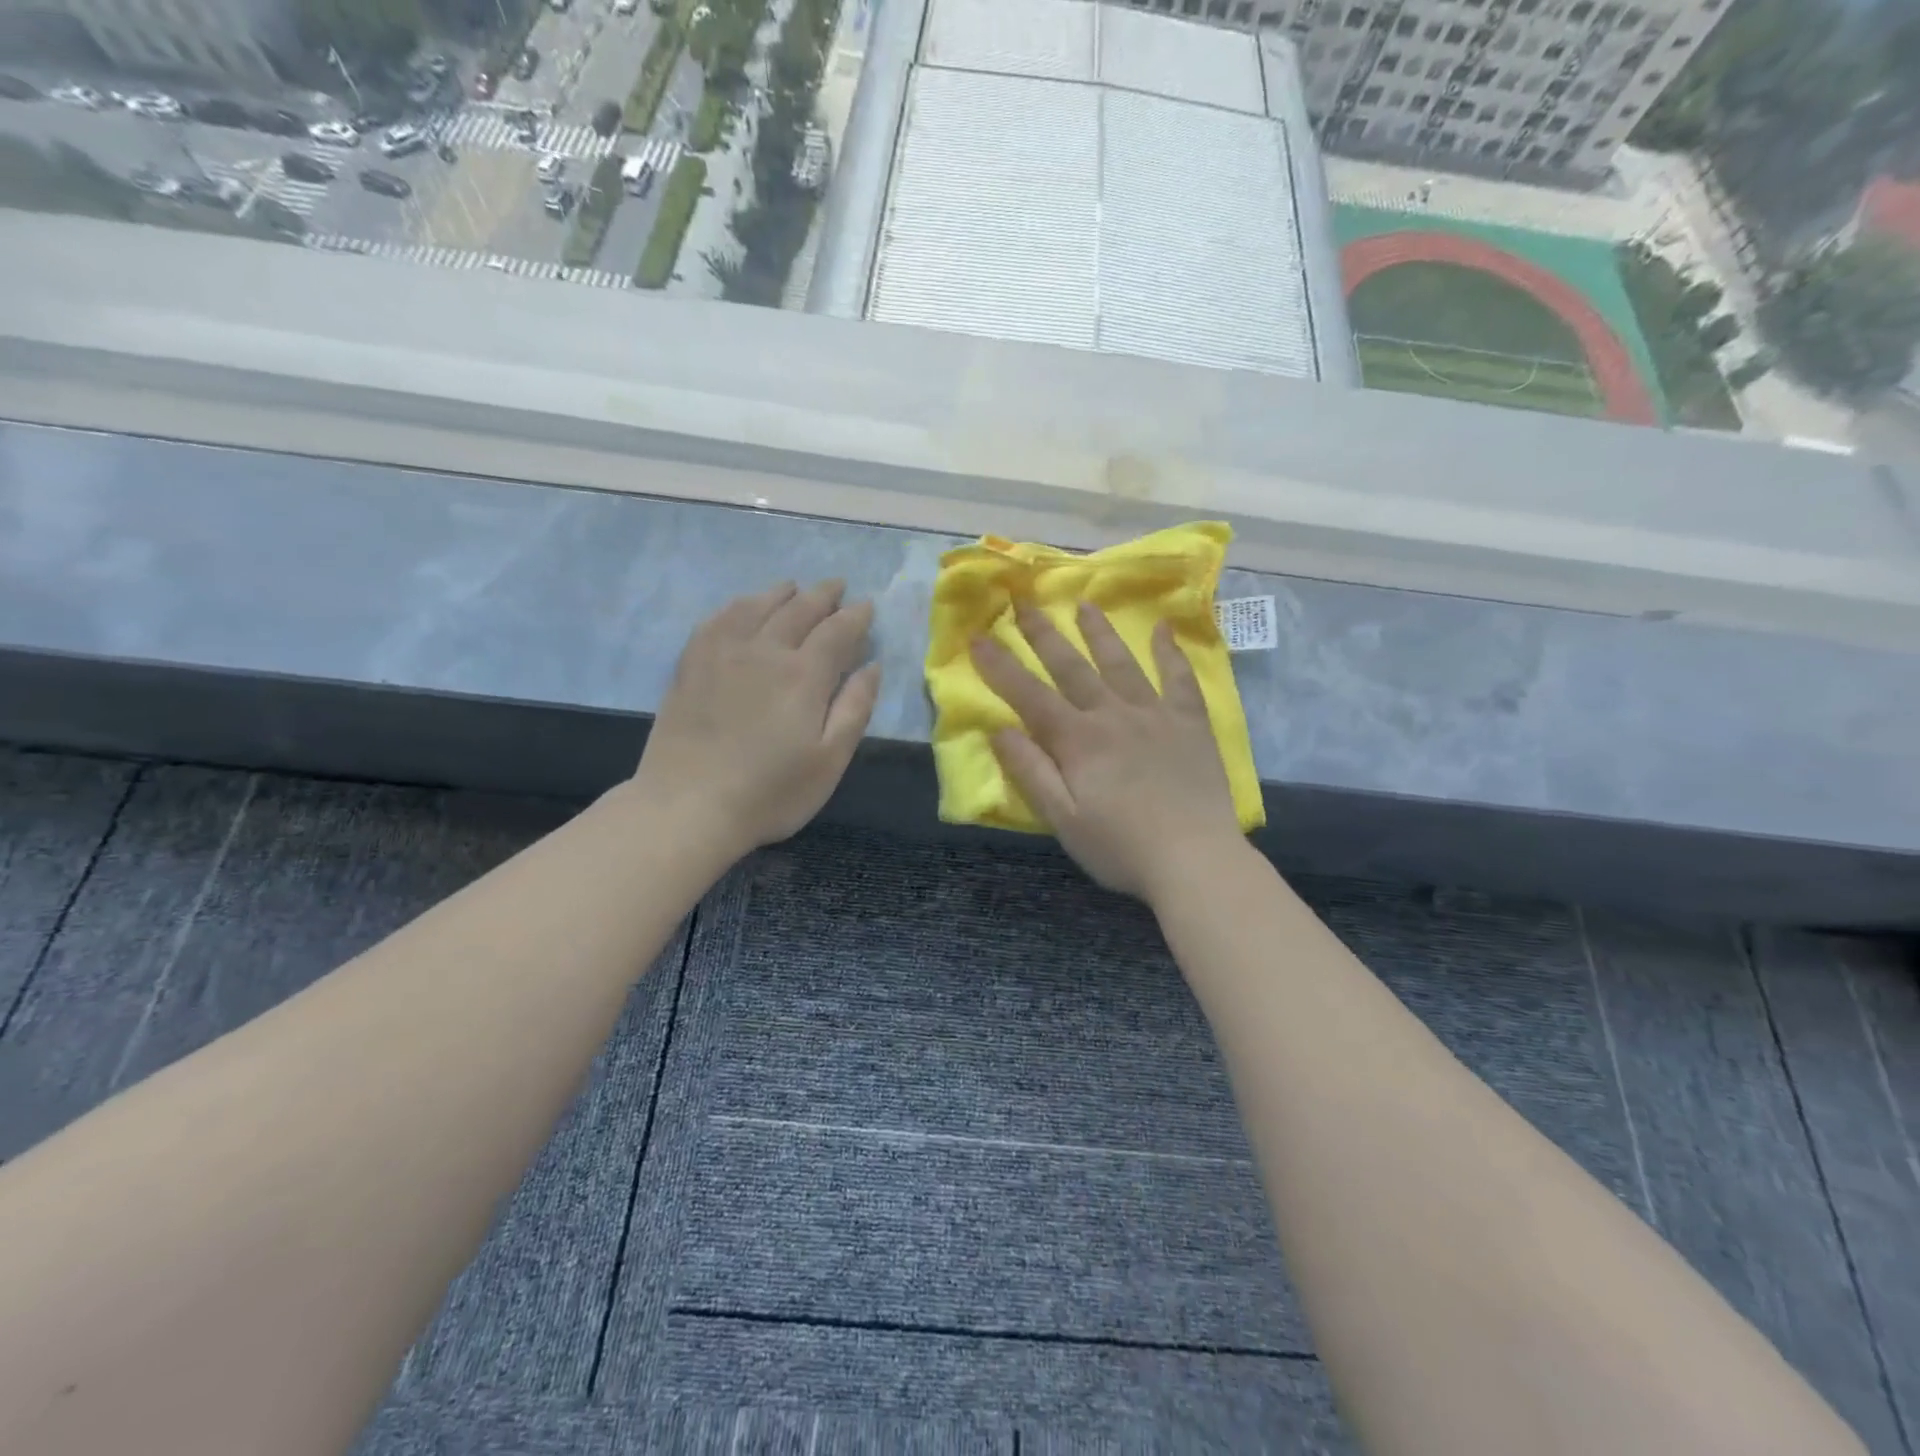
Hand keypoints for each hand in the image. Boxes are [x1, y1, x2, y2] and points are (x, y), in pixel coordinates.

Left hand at [630, 580, 880, 855]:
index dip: (856, 616)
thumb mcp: (829, 761)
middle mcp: (764, 650)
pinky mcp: (690, 665)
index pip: (837, 630)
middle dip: (823, 595)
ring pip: (756, 606)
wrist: (688, 806)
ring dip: (781, 593)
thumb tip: (872, 666)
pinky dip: (737, 606)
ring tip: (794, 588)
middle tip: (837, 586)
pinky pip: (717, 619)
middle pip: (798, 609)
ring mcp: (722, 653)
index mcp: (804, 675)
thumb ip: (855, 708)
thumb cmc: (770, 792)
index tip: (868, 606)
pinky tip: (742, 607)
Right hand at [970, 599, 1244, 903]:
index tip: (978, 638)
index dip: (1000, 667)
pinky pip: (1179, 679)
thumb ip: (1030, 772)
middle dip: (1044, 634)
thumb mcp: (1062, 819)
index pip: (1029, 695)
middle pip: (1072, 667)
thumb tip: (998, 729)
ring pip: (1122, 663)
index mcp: (1078, 740)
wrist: (1196, 861)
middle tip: (1024, 602)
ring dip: (1100, 632)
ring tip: (1084, 604)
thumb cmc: (1120, 847)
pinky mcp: (1191, 723)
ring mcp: (1155, 715)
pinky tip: (1164, 629)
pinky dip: (1171, 652)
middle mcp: (1113, 715)